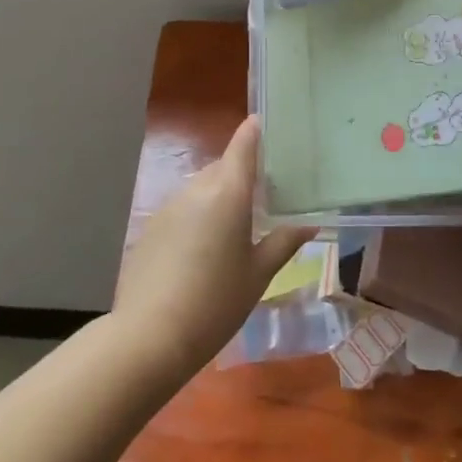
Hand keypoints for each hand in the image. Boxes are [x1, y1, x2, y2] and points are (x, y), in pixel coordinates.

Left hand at [112, 116, 311, 384]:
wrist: (150, 336)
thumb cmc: (216, 303)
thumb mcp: (258, 274)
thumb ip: (284, 241)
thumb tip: (310, 222)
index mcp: (228, 193)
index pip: (243, 144)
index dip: (256, 131)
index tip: (271, 126)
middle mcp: (197, 189)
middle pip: (224, 167)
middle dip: (243, 175)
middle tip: (266, 195)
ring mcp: (169, 206)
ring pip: (203, 188)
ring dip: (220, 196)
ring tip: (238, 227)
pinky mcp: (152, 226)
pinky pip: (184, 208)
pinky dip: (199, 216)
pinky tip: (205, 250)